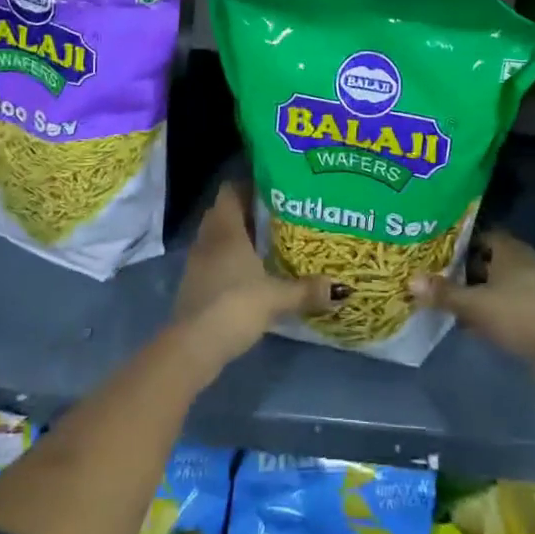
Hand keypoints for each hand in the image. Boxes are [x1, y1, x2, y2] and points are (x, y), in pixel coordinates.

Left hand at [172, 183, 337, 373]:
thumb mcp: (276, 297)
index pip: (231, 190)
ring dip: (238, 239)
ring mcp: (197, 262)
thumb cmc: (234, 305)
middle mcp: (208, 238)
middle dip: (248, 214)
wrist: (193, 346)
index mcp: (226, 229)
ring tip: (269, 246)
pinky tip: (251, 275)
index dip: (249, 187)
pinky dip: (229, 262)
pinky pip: (214, 260)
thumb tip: (341, 288)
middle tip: (279, 218)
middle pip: (225, 213)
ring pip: (218, 238)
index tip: (274, 192)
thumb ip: (306, 290)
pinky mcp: (194, 285)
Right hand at [411, 231, 534, 393]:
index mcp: (509, 250)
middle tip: (433, 272)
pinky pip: (504, 309)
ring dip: (475, 294)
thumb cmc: (522, 315)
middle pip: (487, 261)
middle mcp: (521, 265)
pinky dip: (487, 314)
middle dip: (463, 268)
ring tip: (444, 299)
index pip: (481, 235)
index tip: (436, 247)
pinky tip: (468, 326)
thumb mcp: (477, 305)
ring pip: (495, 287)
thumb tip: (409, 280)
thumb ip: (445, 293)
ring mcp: (531, 292)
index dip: (460, 240)